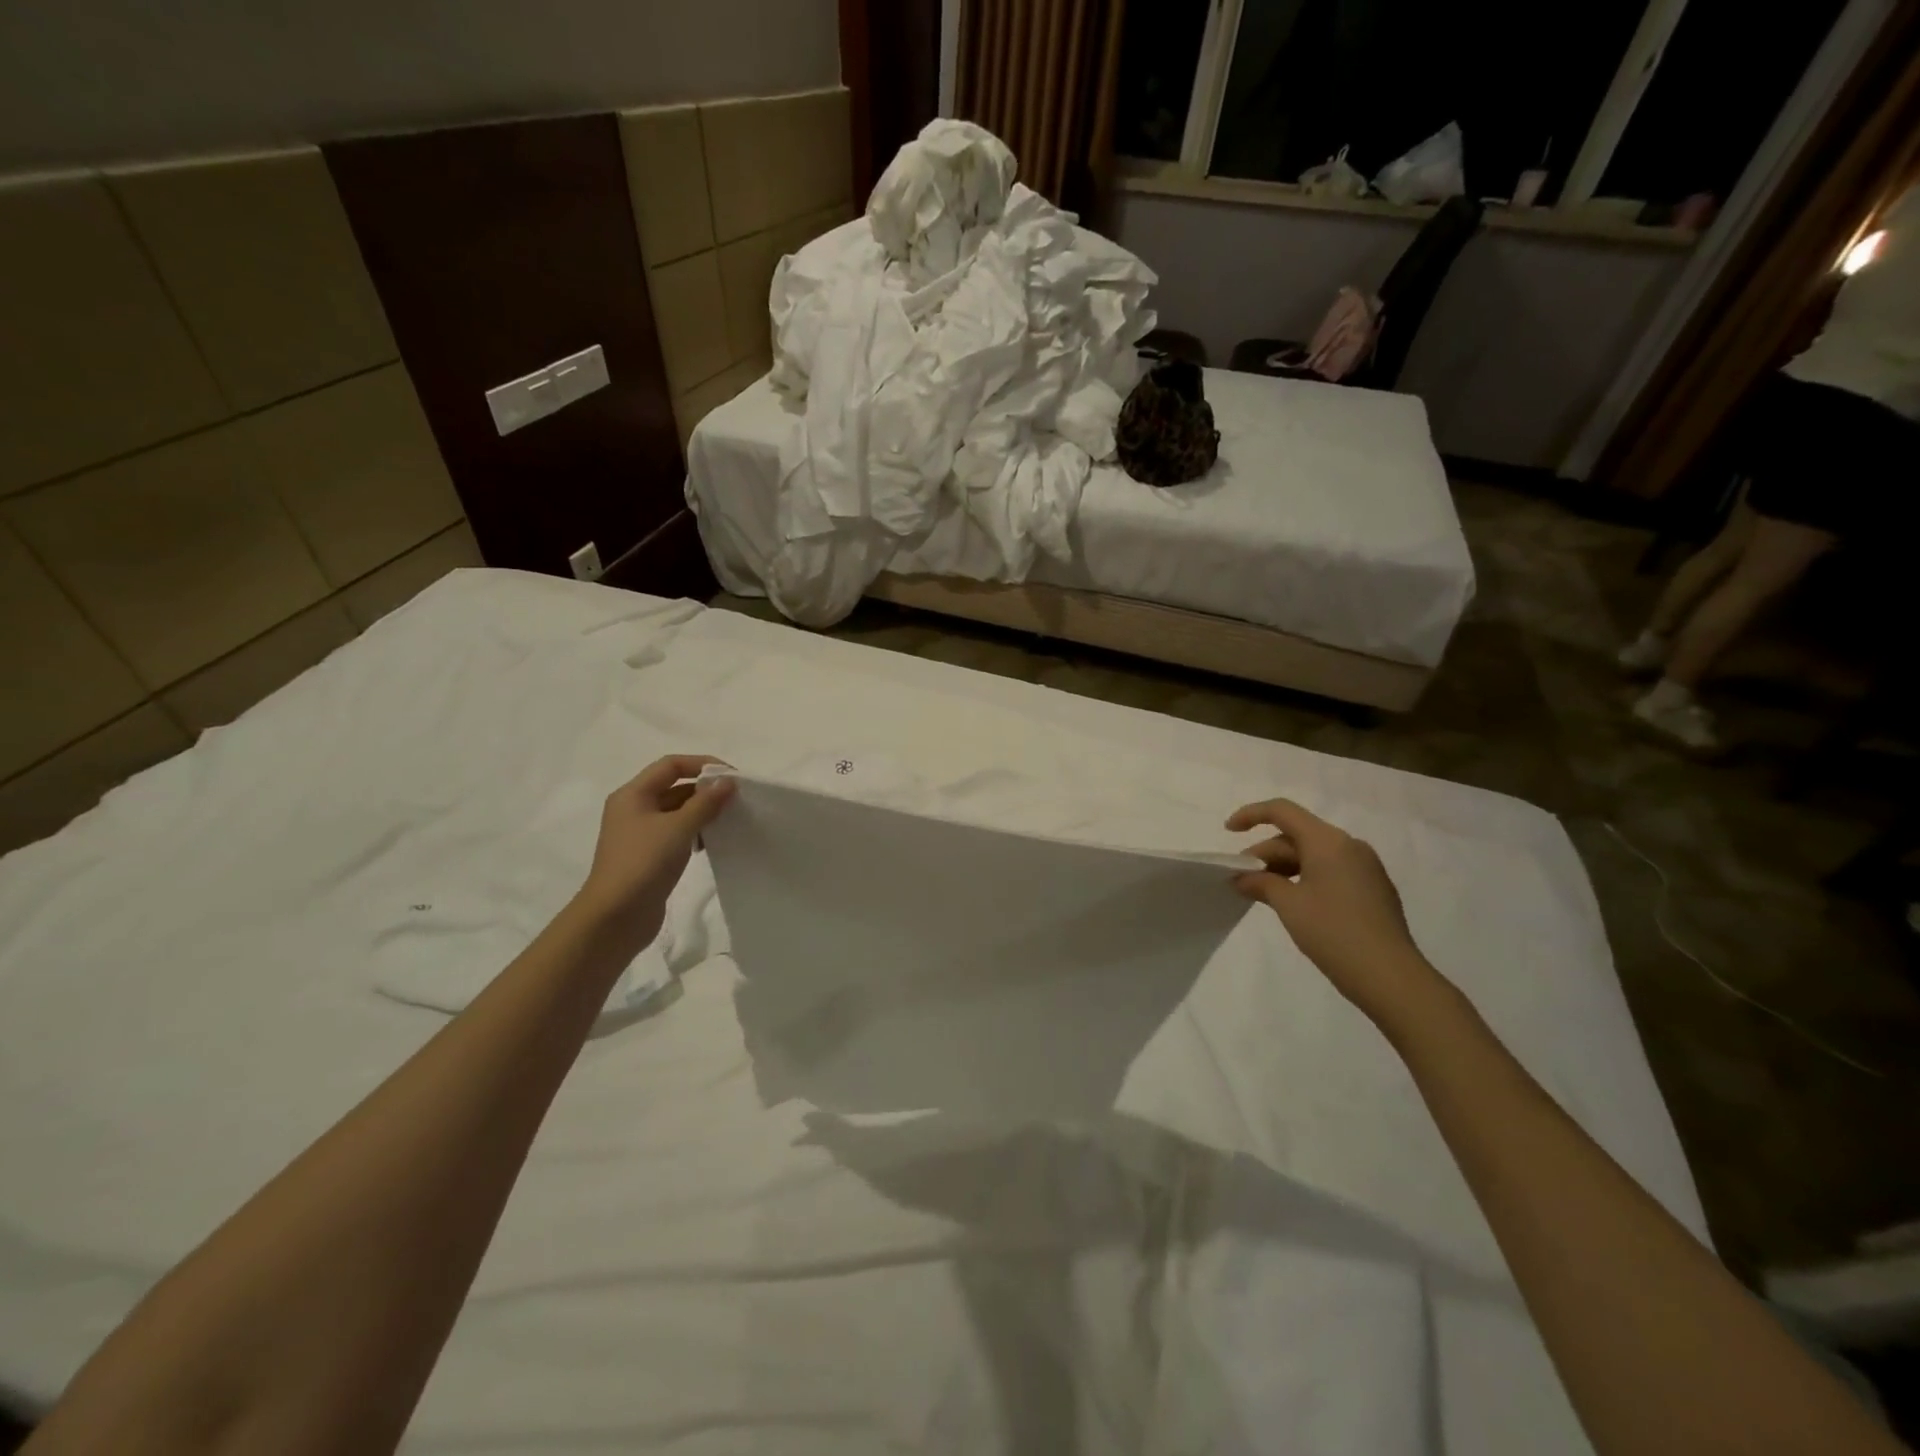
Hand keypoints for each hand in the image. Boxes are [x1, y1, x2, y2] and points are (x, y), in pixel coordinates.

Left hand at [577, 756, 735, 951]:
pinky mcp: (648, 856)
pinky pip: (676, 834)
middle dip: (705, 790)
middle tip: (736, 800)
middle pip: (674, 787)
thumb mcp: (678, 828)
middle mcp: (634, 809)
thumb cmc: (643, 864)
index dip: (703, 764)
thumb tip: (727, 781)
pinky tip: (711, 843)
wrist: (614, 918)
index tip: (733, 777)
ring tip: (729, 820)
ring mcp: (640, 834)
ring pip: (677, 812)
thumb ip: (705, 802)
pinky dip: (695, 832)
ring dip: (702, 812)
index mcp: (633, 795)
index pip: (671, 765)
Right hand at [1227, 798, 1443, 1027]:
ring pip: (1313, 855)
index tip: (1228, 832)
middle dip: (1265, 853)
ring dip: (1283, 868)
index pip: (1283, 811)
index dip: (1251, 815)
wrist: (1391, 978)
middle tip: (1240, 879)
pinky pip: (1330, 871)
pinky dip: (1305, 878)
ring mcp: (1365, 868)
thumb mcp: (1288, 905)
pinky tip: (1292, 903)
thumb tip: (1242, 877)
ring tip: (1261, 893)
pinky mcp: (1372, 889)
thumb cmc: (1334, 933)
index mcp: (1329, 842)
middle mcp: (1349, 846)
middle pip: (1297, 835)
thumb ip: (1261, 883)